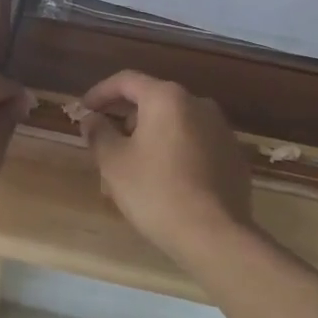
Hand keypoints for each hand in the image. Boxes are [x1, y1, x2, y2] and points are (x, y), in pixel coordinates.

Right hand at [78, 71, 250, 259]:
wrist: (215, 236)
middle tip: (104, 142)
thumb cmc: (156, 191)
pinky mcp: (233, 157)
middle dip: (125, 119)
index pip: (126, 81)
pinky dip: (174, 152)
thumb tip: (91, 119)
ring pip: (174, 125)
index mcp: (167, 98)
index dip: (100, 93)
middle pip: (152, 101)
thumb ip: (98, 133)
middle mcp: (198, 104)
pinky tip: (162, 180)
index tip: (83, 110)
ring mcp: (221, 130)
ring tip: (130, 168)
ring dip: (149, 138)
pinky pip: (194, 144)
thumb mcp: (114, 162)